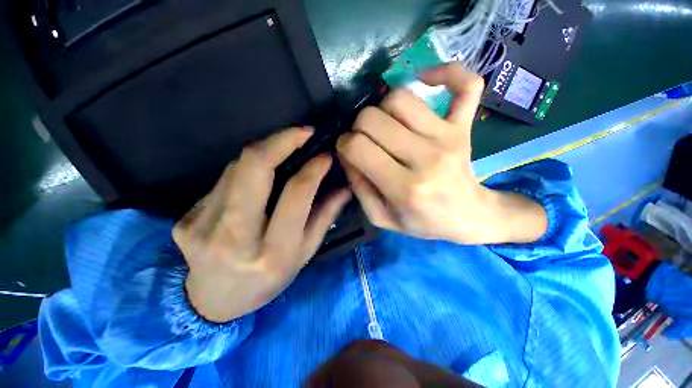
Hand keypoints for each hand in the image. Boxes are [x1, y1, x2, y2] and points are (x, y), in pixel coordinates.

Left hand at [173, 128, 350, 322]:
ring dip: (264, 154)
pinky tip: (257, 179)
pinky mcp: (185, 220)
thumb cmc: (268, 281)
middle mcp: (234, 238)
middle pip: (253, 168)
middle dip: (280, 141)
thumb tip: (344, 188)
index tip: (325, 155)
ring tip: (283, 153)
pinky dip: (245, 171)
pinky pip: (222, 181)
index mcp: (272, 252)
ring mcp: (202, 227)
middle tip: (303, 132)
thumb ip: (325, 217)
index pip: (295, 195)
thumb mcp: (304, 254)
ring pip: (236, 169)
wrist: (214, 302)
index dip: (313, 169)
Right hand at [336, 64, 546, 243]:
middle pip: (373, 117)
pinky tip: (426, 79)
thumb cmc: (423, 222)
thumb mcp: (381, 217)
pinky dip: (447, 72)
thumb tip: (346, 153)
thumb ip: (358, 187)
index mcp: (404, 188)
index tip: (348, 150)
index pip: (358, 147)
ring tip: (386, 124)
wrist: (468, 217)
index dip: (344, 144)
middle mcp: (425, 157)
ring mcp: (448, 137)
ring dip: (383, 107)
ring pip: (401, 97)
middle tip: (365, 139)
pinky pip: (466, 85)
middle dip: (358, 126)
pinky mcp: (465, 126)